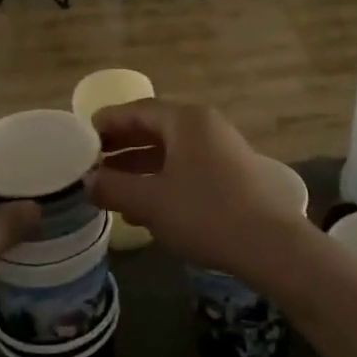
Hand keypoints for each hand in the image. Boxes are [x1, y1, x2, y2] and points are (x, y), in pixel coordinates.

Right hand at [87, 101, 309, 291]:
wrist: (271, 246)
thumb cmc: (205, 213)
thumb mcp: (150, 202)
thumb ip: (114, 187)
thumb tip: (88, 180)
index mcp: (186, 121)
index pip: (139, 110)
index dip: (109, 121)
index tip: (84, 134)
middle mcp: (206, 127)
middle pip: (156, 128)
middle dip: (123, 145)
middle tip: (93, 160)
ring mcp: (223, 151)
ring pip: (172, 151)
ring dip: (140, 166)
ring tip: (111, 185)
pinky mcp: (233, 175)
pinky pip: (188, 168)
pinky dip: (162, 179)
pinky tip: (145, 206)